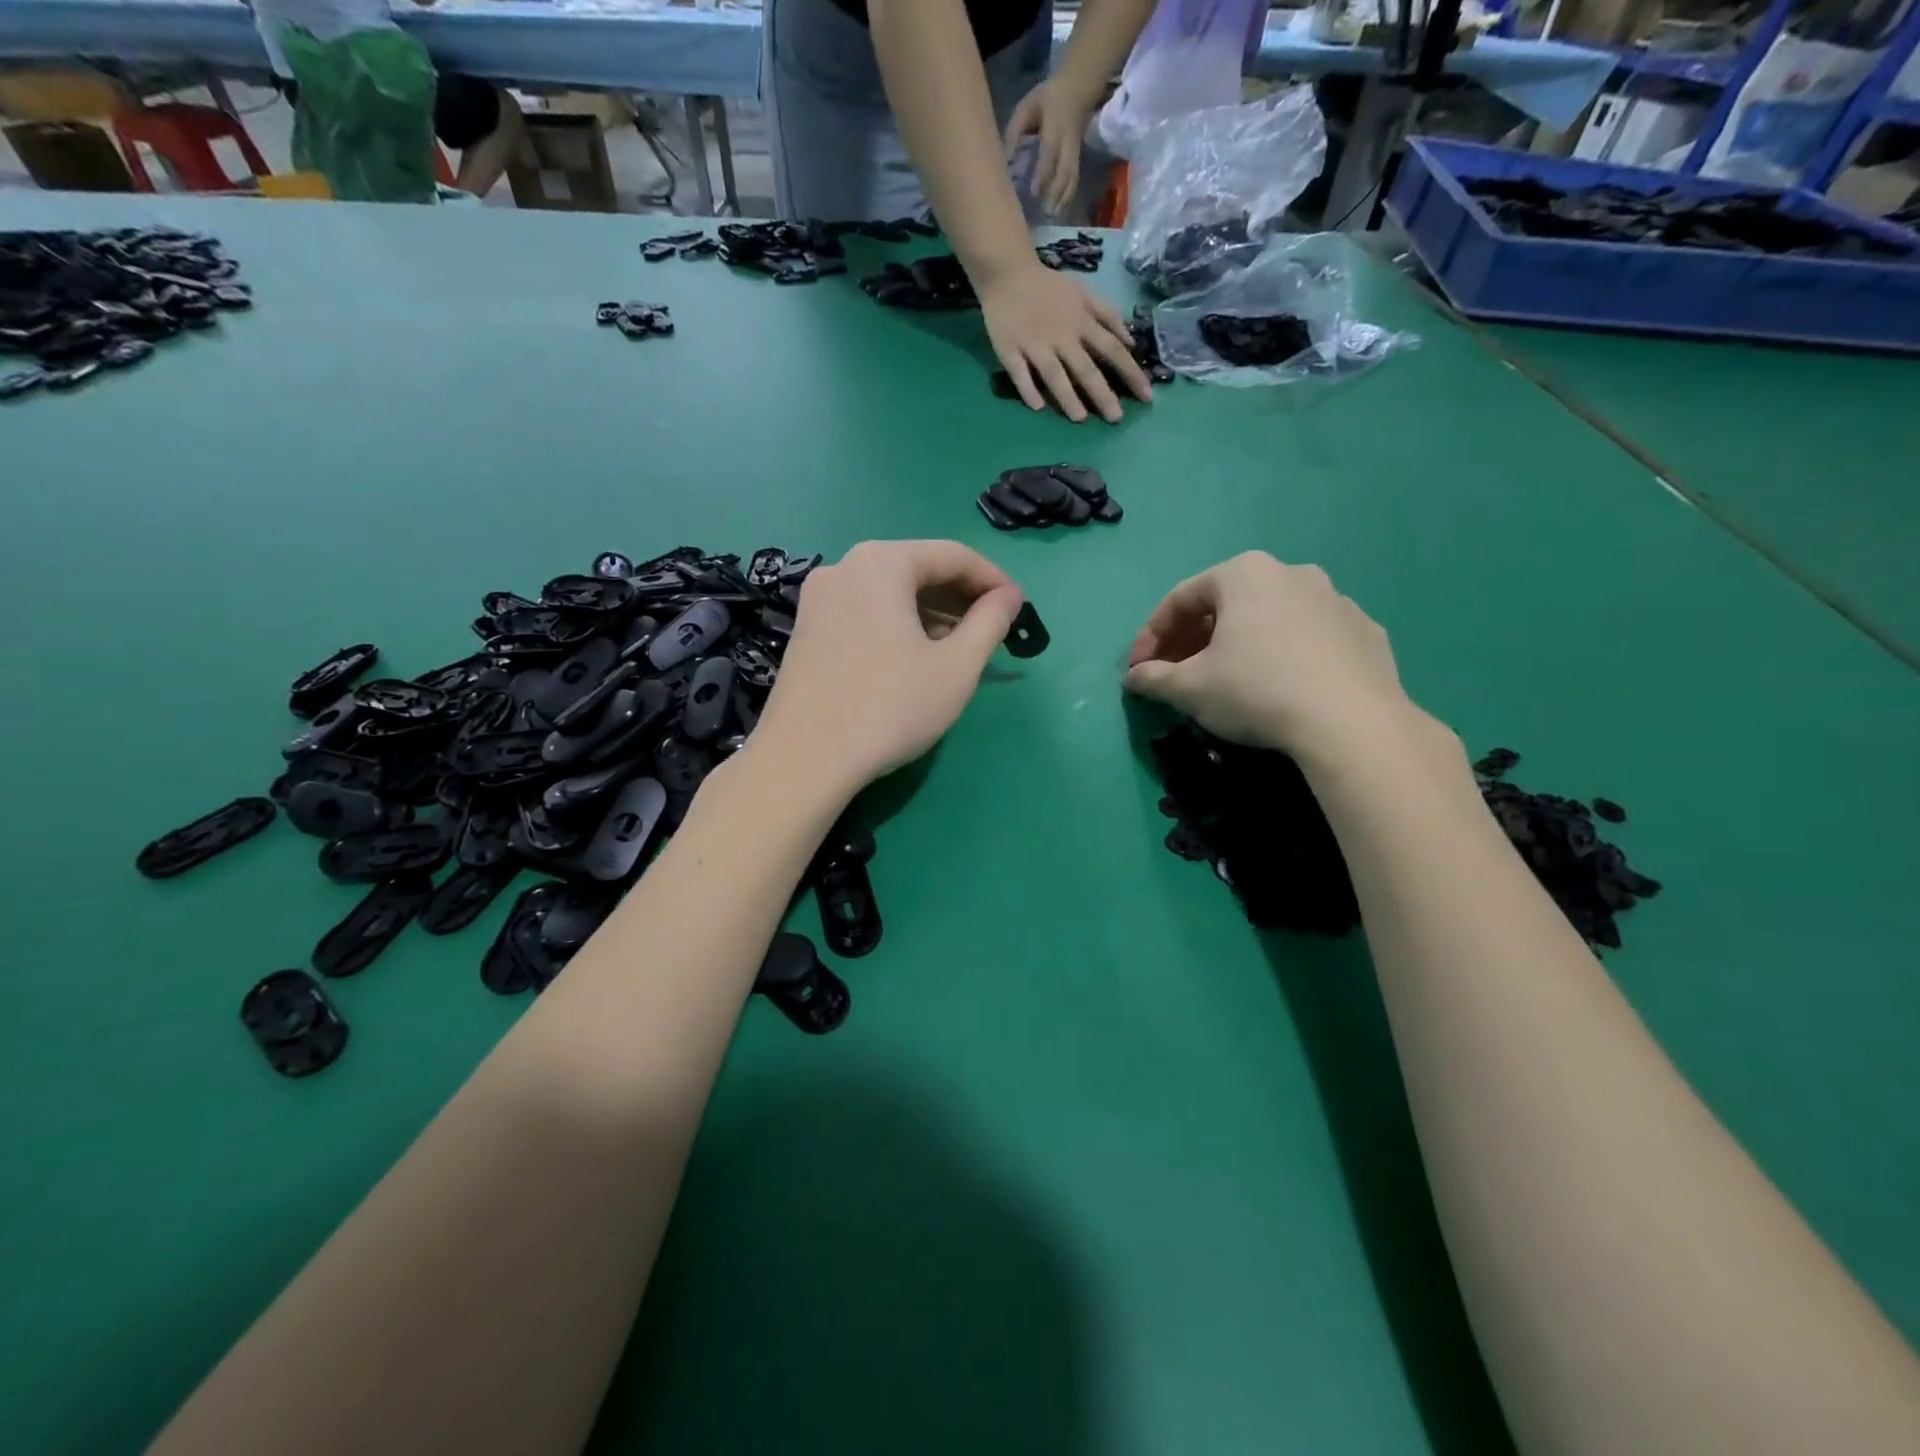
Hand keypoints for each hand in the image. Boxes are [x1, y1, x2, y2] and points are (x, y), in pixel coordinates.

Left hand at [753, 541, 1025, 796]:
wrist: (804, 760)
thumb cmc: (890, 707)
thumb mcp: (956, 667)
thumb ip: (990, 623)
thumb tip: (1009, 597)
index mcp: (882, 563)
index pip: (953, 555)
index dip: (993, 579)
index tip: (1019, 608)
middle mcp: (844, 567)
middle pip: (917, 569)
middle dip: (960, 597)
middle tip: (992, 631)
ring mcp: (818, 599)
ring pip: (889, 593)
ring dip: (930, 613)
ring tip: (959, 648)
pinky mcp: (805, 630)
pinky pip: (864, 612)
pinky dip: (897, 625)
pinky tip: (915, 658)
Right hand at [976, 260, 1151, 423]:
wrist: (1007, 273)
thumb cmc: (1049, 288)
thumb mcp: (1084, 293)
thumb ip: (1107, 315)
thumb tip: (1130, 341)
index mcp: (1081, 322)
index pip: (1112, 350)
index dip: (1130, 373)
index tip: (1146, 396)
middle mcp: (1061, 336)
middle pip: (1085, 367)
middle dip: (1102, 393)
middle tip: (1116, 418)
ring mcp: (1034, 344)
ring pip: (1053, 373)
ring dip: (1067, 396)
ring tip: (1080, 418)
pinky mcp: (1009, 350)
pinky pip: (1019, 373)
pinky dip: (1027, 389)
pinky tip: (1037, 407)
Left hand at [1003, 77, 1097, 215]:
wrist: (1077, 89)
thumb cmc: (1046, 99)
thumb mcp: (1027, 107)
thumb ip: (1015, 131)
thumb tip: (1006, 160)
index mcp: (1054, 126)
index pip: (1049, 152)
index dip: (1043, 174)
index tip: (1034, 193)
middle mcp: (1068, 142)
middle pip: (1065, 170)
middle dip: (1055, 193)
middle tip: (1044, 212)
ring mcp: (1075, 151)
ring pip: (1072, 178)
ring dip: (1063, 199)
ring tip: (1052, 216)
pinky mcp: (1077, 158)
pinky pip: (1074, 179)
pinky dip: (1068, 196)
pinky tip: (1059, 210)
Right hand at [1124, 552, 1422, 766]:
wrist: (1352, 723)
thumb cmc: (1256, 691)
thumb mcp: (1189, 689)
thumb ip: (1153, 679)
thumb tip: (1134, 678)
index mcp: (1244, 574)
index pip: (1180, 599)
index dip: (1151, 636)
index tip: (1138, 669)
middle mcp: (1291, 573)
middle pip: (1226, 605)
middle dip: (1194, 640)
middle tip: (1177, 675)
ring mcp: (1336, 600)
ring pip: (1270, 619)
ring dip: (1240, 645)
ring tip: (1228, 681)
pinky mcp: (1365, 632)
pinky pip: (1310, 638)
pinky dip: (1285, 656)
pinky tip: (1281, 689)